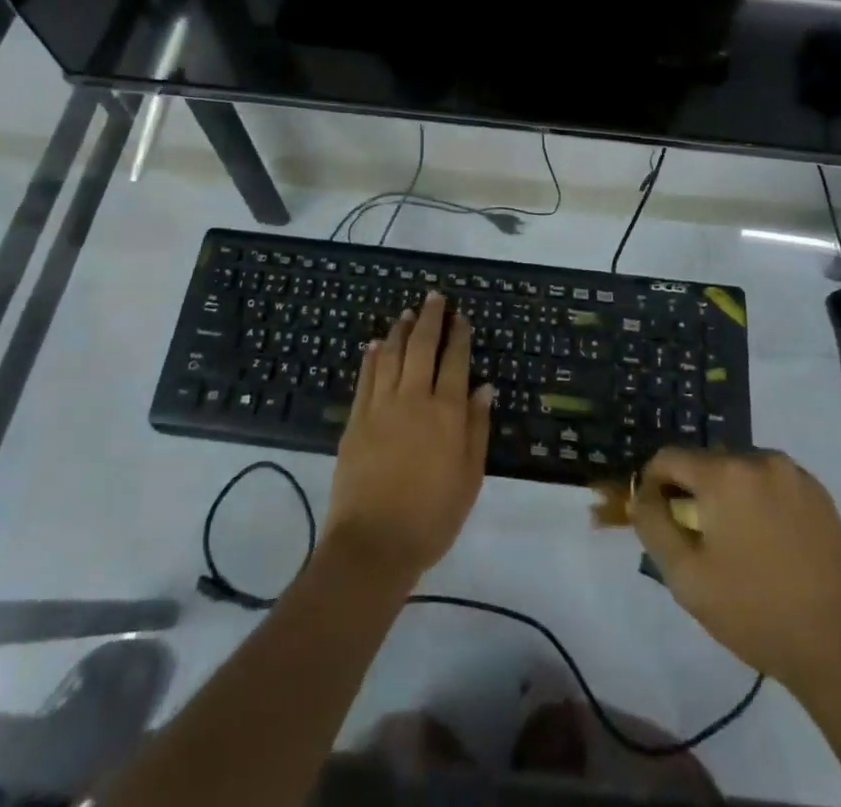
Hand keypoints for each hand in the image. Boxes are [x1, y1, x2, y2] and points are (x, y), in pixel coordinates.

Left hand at [323, 293, 493, 583]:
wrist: (374, 543)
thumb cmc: (432, 516)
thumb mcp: (469, 478)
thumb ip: (476, 429)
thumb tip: (484, 388)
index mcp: (447, 412)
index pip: (455, 361)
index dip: (458, 335)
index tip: (460, 316)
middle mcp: (414, 398)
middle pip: (422, 347)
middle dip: (429, 318)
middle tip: (433, 297)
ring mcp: (381, 406)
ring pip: (391, 355)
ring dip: (399, 330)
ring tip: (406, 313)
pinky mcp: (356, 419)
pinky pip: (365, 377)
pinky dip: (371, 356)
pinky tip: (375, 344)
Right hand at [630, 449, 840, 692]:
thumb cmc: (755, 613)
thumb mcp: (686, 578)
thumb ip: (653, 526)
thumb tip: (642, 495)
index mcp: (724, 474)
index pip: (669, 458)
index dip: (654, 484)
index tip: (657, 518)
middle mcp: (759, 458)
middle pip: (706, 462)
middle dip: (693, 492)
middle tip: (699, 540)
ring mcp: (794, 473)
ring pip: (740, 470)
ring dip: (727, 494)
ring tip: (736, 544)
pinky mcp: (819, 493)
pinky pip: (772, 482)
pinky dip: (759, 501)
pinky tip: (769, 543)